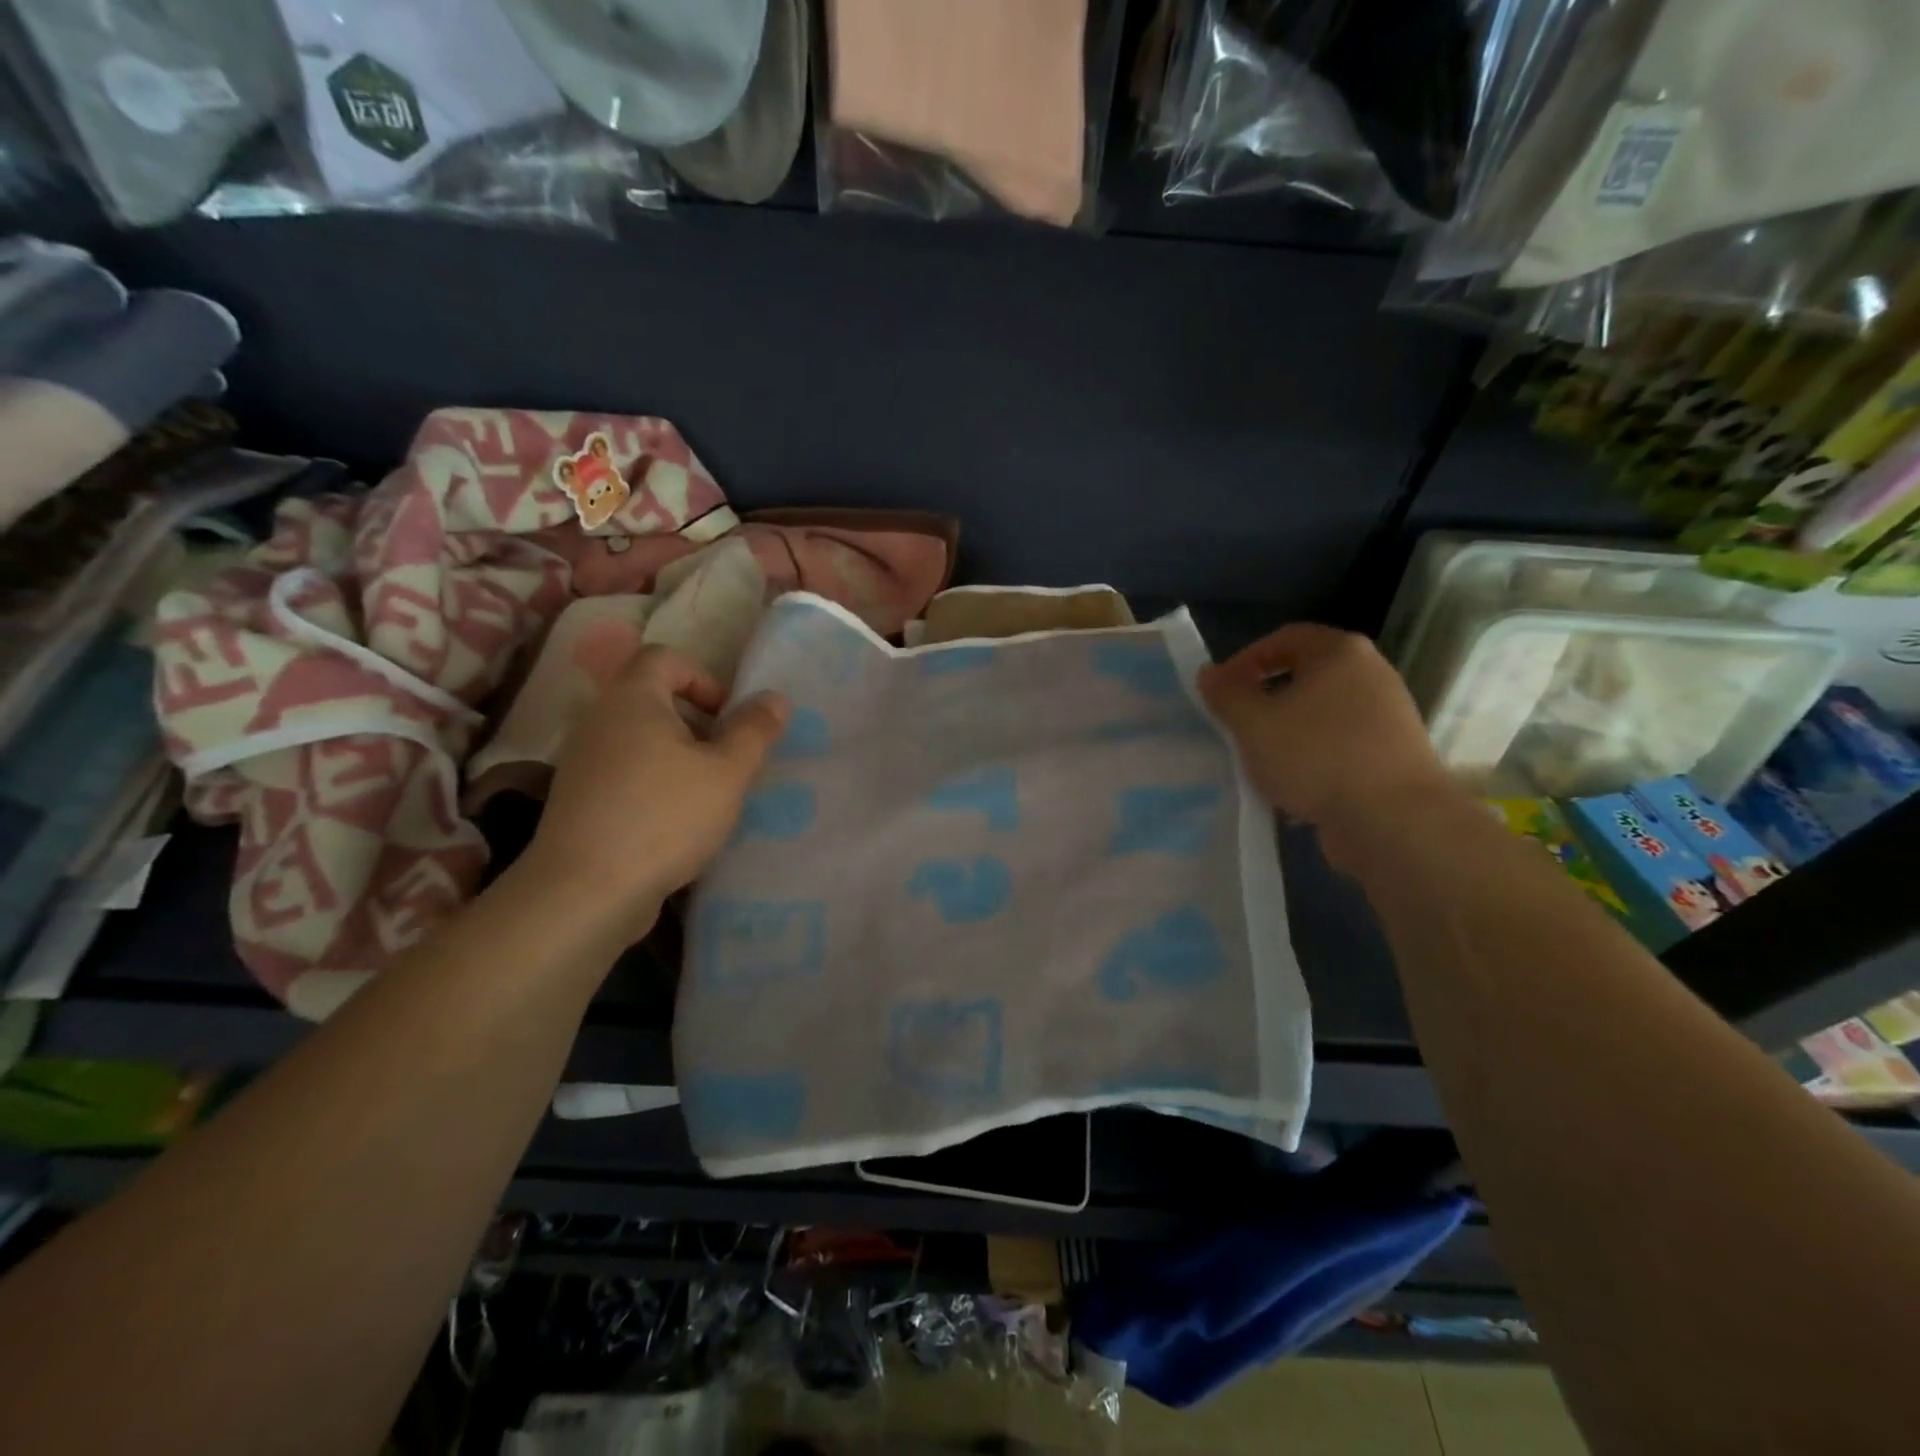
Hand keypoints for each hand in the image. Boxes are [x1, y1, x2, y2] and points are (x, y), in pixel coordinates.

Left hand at [517, 645, 788, 940]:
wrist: (587, 890)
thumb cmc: (665, 816)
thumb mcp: (727, 772)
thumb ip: (755, 731)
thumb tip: (775, 698)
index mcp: (632, 699)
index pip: (665, 658)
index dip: (704, 678)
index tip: (729, 718)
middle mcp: (599, 720)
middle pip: (653, 699)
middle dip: (697, 723)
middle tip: (727, 758)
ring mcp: (583, 761)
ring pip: (641, 740)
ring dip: (679, 757)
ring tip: (708, 795)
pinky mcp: (579, 799)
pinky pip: (625, 773)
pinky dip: (655, 784)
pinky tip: (677, 823)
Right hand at [1199, 624, 1459, 871]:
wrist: (1395, 820)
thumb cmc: (1317, 757)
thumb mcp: (1253, 723)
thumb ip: (1226, 694)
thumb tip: (1209, 673)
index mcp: (1340, 652)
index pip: (1283, 638)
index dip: (1244, 660)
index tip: (1220, 691)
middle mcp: (1371, 673)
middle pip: (1304, 675)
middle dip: (1264, 698)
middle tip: (1235, 724)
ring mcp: (1387, 715)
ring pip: (1320, 713)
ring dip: (1285, 731)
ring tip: (1259, 758)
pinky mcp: (1392, 754)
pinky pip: (1339, 743)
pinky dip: (1311, 756)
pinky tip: (1292, 784)